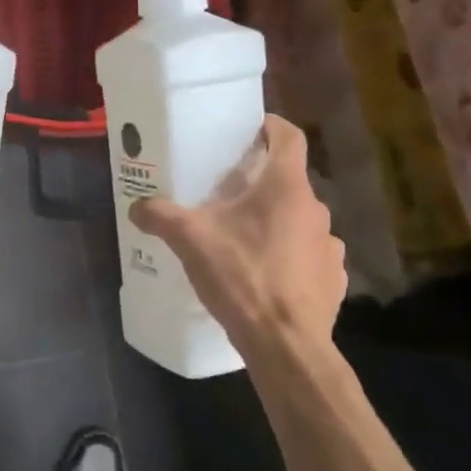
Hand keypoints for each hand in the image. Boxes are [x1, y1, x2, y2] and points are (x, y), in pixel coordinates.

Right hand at [131, 115, 345, 365]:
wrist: (285, 344)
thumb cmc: (242, 277)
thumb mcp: (190, 240)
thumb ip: (160, 216)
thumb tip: (136, 206)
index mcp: (286, 188)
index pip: (289, 137)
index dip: (271, 126)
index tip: (250, 128)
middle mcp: (316, 209)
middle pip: (289, 182)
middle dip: (261, 183)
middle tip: (228, 194)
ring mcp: (330, 246)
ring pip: (300, 220)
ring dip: (276, 223)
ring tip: (245, 239)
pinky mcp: (334, 280)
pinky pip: (310, 256)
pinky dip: (291, 257)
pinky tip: (267, 275)